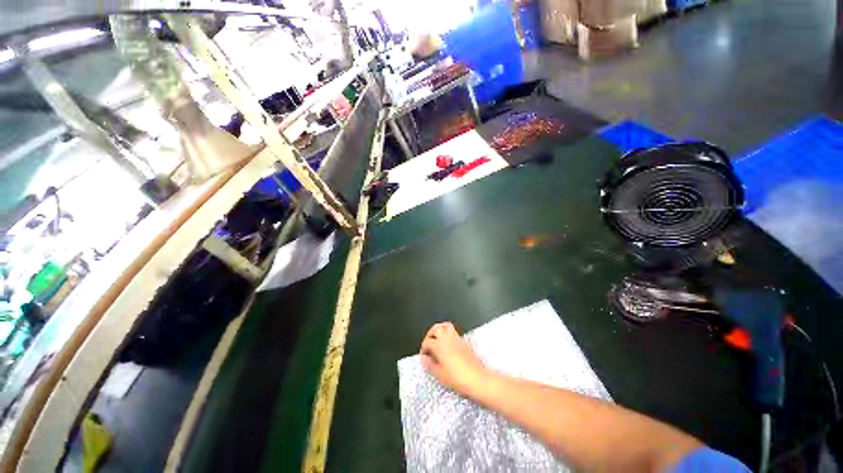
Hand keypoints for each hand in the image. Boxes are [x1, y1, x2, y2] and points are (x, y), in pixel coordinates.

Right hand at [420, 322, 487, 396]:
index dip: (423, 348)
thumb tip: (425, 358)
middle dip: (430, 334)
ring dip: (440, 332)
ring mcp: (459, 340)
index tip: (424, 356)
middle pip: (437, 328)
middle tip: (428, 344)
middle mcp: (449, 340)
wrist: (477, 379)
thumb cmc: (457, 378)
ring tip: (437, 342)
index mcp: (440, 346)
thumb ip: (429, 364)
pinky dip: (449, 336)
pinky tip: (447, 348)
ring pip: (447, 327)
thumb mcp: (438, 374)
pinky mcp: (466, 344)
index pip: (427, 342)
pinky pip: (455, 334)